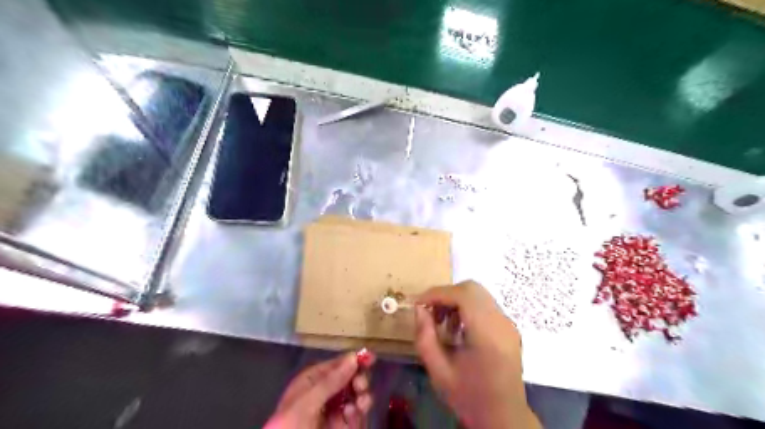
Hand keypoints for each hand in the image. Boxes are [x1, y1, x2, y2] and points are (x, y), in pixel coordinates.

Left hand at [267, 352, 375, 428]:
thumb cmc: (290, 426)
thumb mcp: (307, 401)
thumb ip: (331, 381)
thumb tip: (354, 358)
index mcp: (312, 381)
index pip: (337, 364)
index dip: (353, 359)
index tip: (370, 358)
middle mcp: (325, 393)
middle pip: (350, 379)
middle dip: (359, 379)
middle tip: (360, 386)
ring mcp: (334, 412)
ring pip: (357, 396)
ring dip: (363, 396)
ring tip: (361, 403)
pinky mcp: (342, 427)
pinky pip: (357, 416)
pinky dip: (359, 414)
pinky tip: (352, 415)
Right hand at [417, 281, 540, 427]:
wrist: (504, 416)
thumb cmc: (469, 396)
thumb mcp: (438, 372)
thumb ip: (425, 337)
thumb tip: (419, 309)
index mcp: (488, 335)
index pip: (463, 296)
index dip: (437, 294)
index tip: (419, 304)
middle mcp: (502, 323)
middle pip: (472, 288)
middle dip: (446, 295)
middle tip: (431, 313)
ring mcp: (508, 323)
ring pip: (478, 294)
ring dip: (456, 301)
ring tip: (444, 325)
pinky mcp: (508, 326)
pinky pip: (484, 304)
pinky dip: (467, 307)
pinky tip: (458, 330)